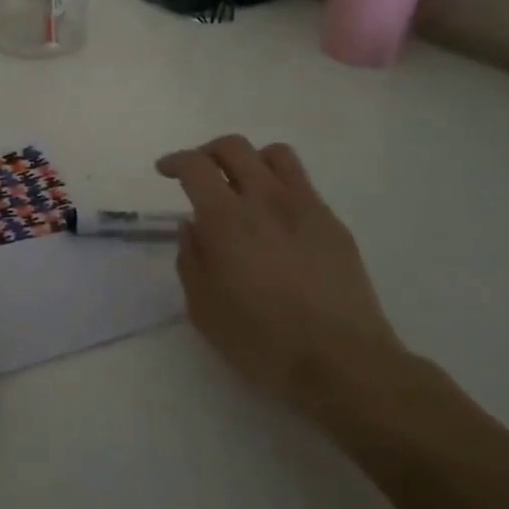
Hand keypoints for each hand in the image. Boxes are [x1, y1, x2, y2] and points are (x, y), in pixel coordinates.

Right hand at [157, 135, 409, 411]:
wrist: (342, 361)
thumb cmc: (261, 340)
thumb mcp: (203, 308)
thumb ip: (190, 259)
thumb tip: (191, 227)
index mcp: (226, 220)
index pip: (195, 166)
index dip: (175, 161)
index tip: (166, 171)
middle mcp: (265, 200)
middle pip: (233, 147)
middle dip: (208, 152)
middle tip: (199, 173)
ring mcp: (304, 207)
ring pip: (275, 154)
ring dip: (250, 160)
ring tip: (243, 185)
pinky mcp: (332, 223)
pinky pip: (302, 184)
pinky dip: (280, 186)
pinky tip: (276, 220)